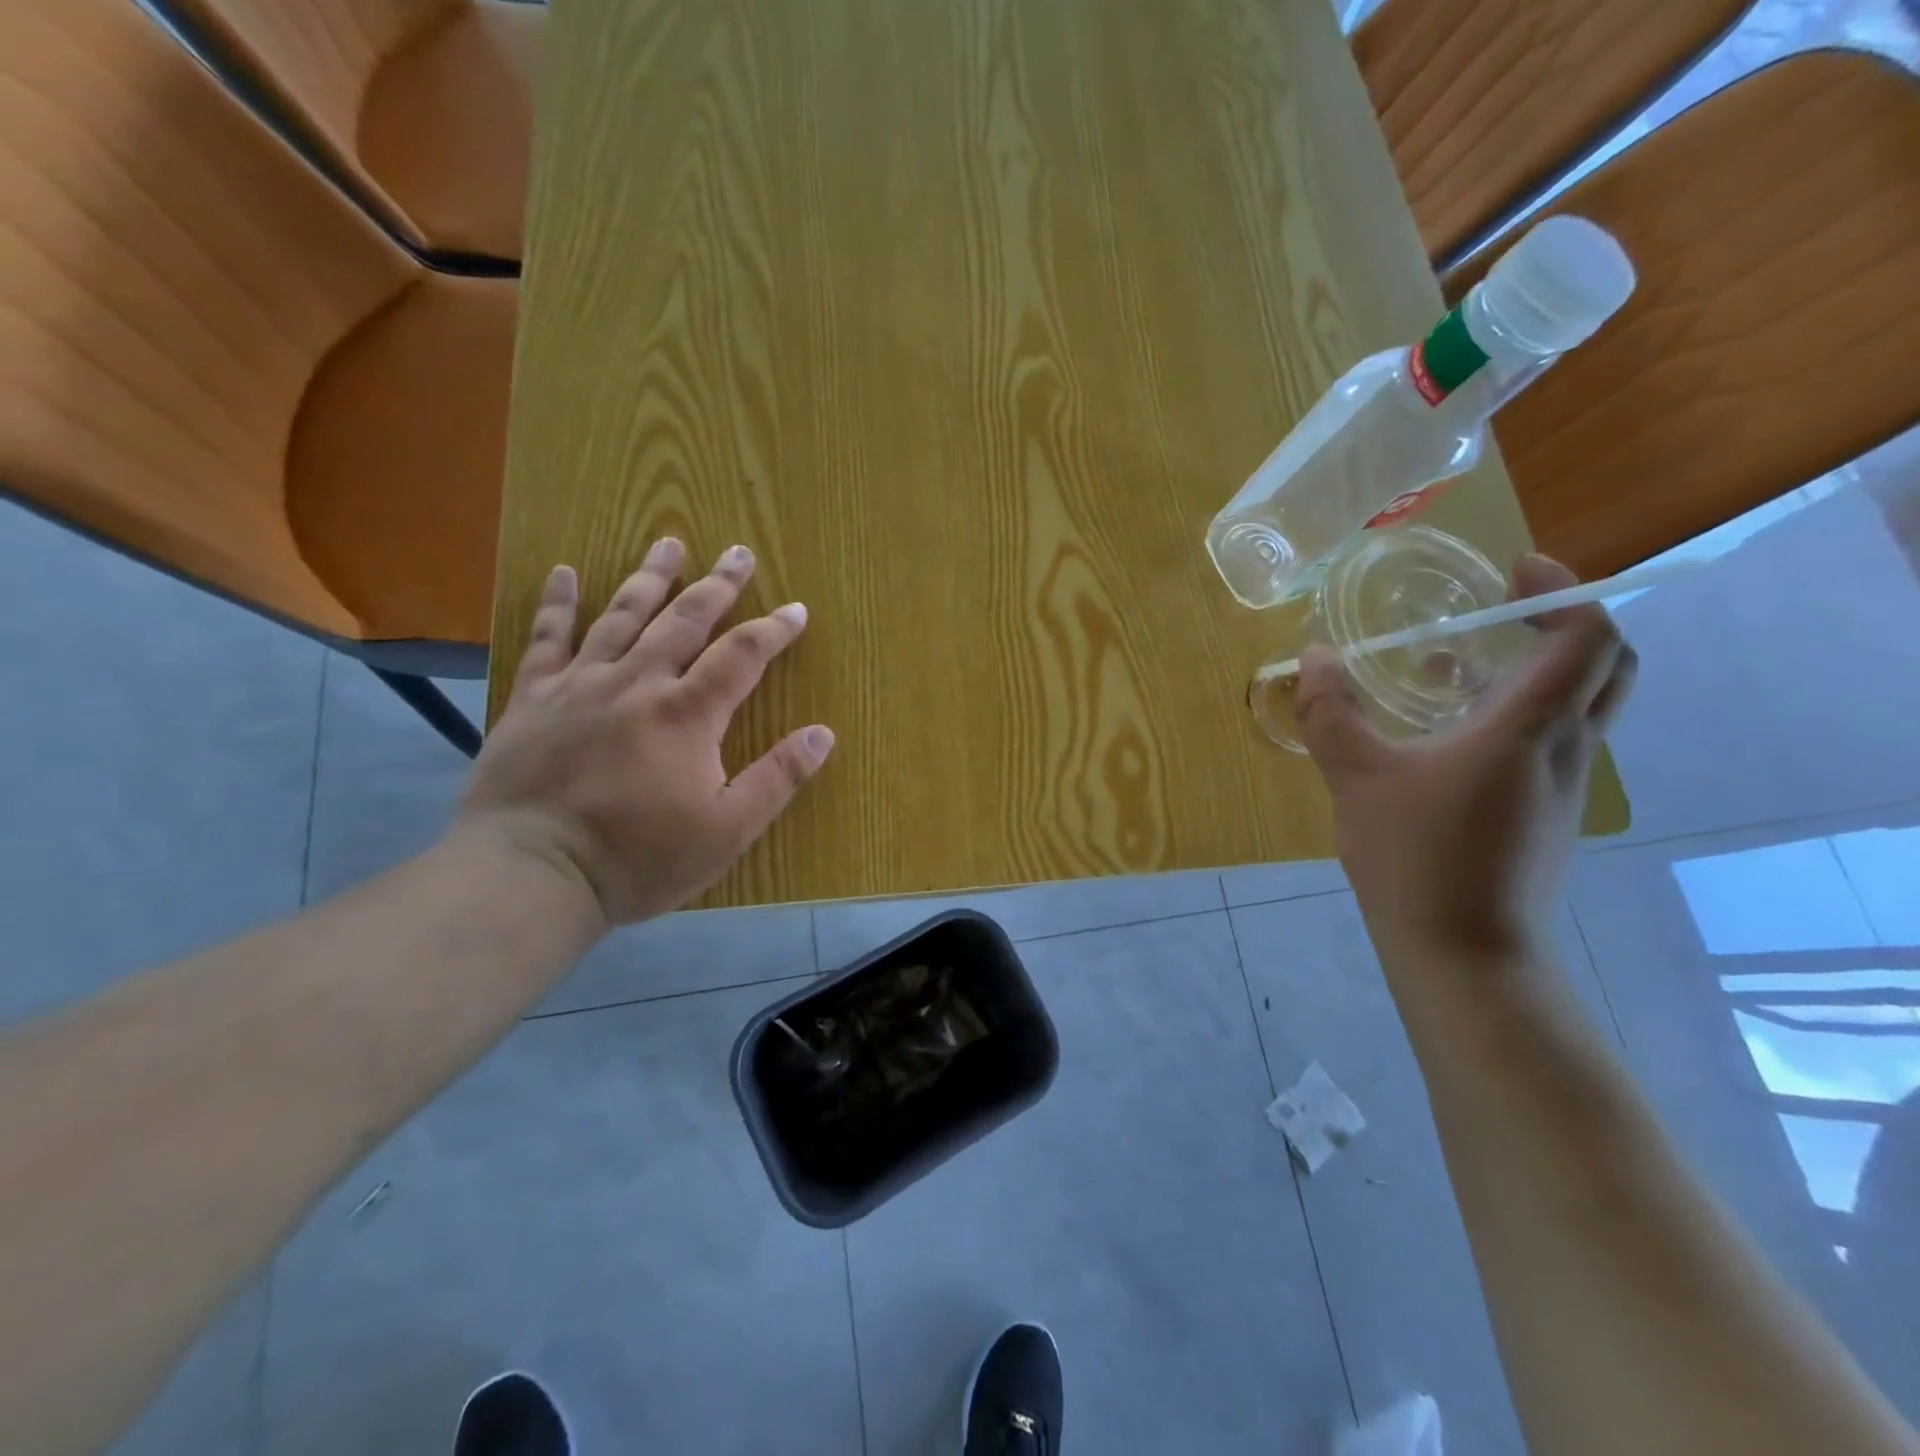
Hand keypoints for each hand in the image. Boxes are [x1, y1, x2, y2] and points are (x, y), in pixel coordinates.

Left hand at [459, 539, 833, 926]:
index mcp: (688, 713)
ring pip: (622, 615)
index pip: (743, 655)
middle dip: (718, 585)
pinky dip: (557, 603)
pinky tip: (563, 572)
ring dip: (650, 577)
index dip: (774, 629)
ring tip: (669, 543)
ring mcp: (581, 685)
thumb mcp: (727, 830)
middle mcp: (638, 682)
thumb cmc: (639, 857)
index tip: (796, 609)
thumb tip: (823, 734)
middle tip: (738, 553)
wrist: (531, 873)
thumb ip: (777, 778)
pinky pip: (547, 639)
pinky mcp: (534, 698)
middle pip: (685, 620)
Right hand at [1296, 554, 1635, 962]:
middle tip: (1508, 609)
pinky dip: (1515, 715)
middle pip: (1608, 667)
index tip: (1514, 572)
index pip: (1586, 638)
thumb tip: (1311, 659)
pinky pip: (1550, 742)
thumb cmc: (1415, 857)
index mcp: (1528, 730)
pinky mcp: (1546, 816)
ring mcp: (1563, 787)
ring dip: (1533, 671)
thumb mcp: (1355, 777)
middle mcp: (1565, 749)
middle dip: (1568, 624)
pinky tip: (1446, 735)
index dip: (1562, 591)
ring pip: (1578, 707)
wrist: (1464, 953)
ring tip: (1454, 666)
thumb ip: (1331, 713)